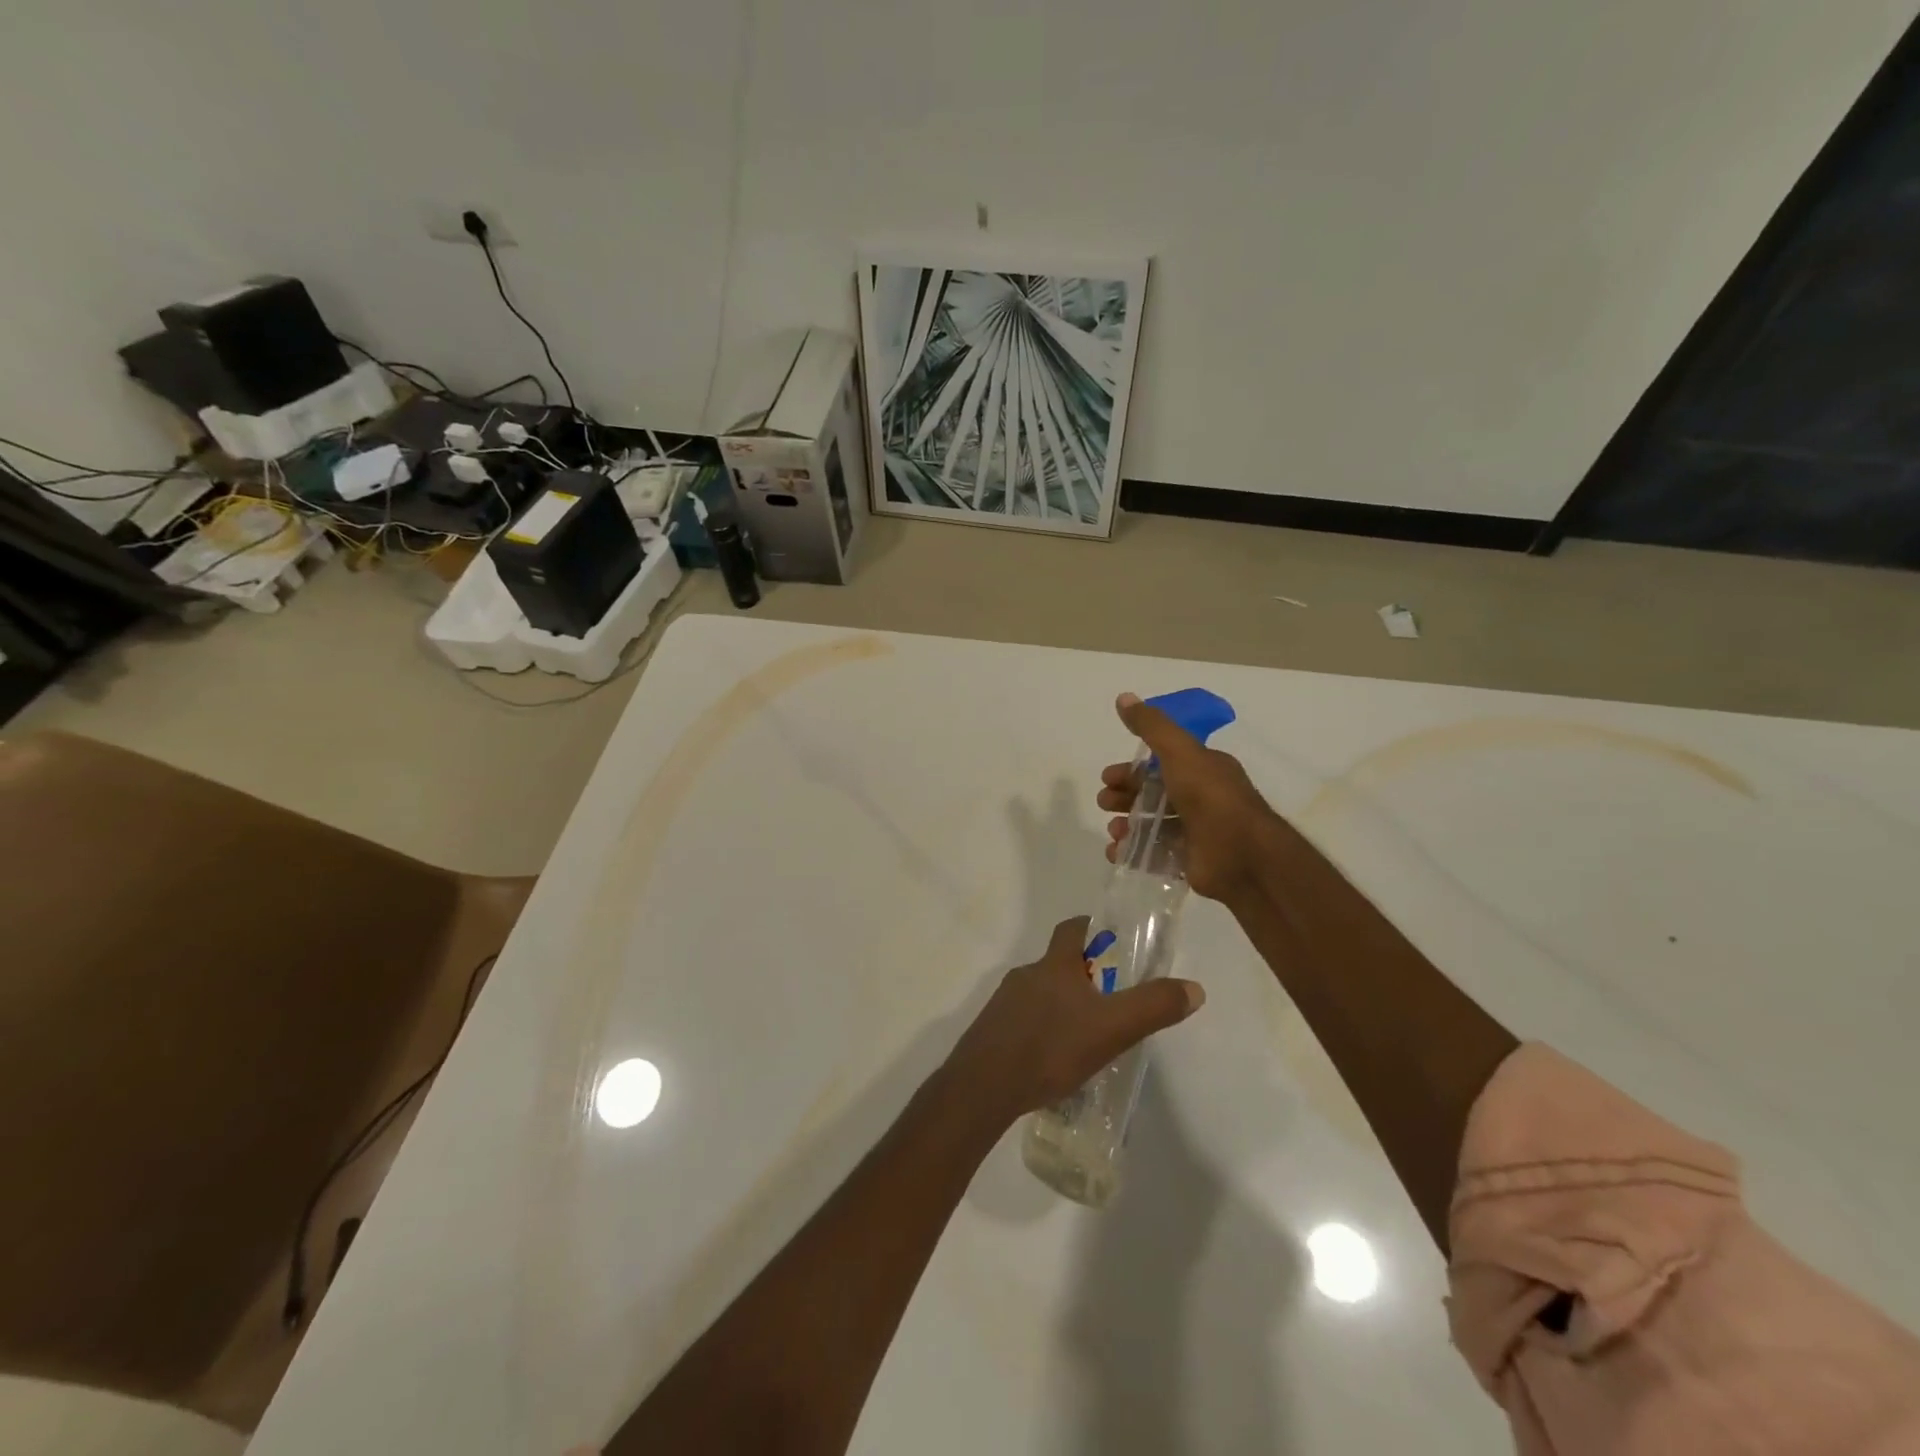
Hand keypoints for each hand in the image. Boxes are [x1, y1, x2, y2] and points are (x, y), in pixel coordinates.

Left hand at [942, 916, 1204, 1126]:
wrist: (984, 1086)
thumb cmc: (1050, 1048)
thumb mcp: (1112, 1028)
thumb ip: (1153, 1007)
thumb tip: (1194, 988)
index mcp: (1054, 965)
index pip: (1072, 929)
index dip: (1093, 928)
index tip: (1113, 941)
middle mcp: (1026, 975)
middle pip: (1058, 964)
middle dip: (1084, 976)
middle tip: (1111, 1001)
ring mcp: (1004, 1003)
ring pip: (1041, 994)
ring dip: (1063, 1006)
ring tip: (1085, 1036)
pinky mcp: (992, 1031)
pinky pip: (1024, 1021)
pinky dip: (1043, 1030)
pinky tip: (1054, 1060)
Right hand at [1099, 691, 1288, 903]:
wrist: (1242, 855)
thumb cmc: (1210, 797)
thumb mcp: (1179, 752)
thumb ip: (1151, 726)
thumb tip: (1124, 697)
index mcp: (1203, 769)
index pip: (1160, 764)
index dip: (1131, 769)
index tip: (1107, 777)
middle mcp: (1201, 798)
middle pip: (1153, 794)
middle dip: (1124, 796)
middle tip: (1104, 803)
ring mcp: (1196, 832)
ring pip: (1152, 825)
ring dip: (1126, 825)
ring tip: (1114, 832)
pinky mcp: (1190, 861)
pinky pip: (1155, 855)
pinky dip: (1133, 852)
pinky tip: (1118, 852)